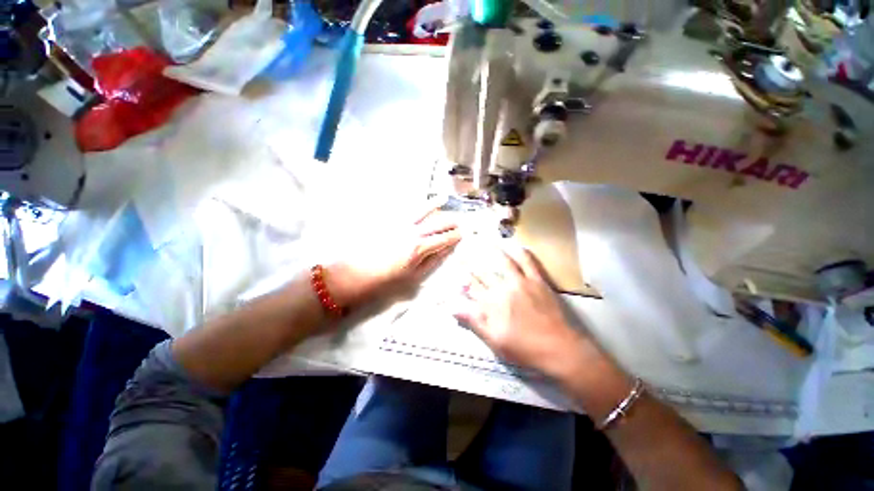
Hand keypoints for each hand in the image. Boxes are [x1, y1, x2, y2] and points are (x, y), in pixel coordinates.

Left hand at [328, 208, 461, 307]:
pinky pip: (405, 209)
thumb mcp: (413, 276)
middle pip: (436, 222)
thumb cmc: (386, 280)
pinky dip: (416, 204)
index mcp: (420, 248)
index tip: (462, 234)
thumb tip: (446, 251)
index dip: (455, 236)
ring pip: (422, 210)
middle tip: (458, 221)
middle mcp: (412, 232)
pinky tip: (420, 201)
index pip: (443, 238)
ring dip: (434, 204)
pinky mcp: (388, 221)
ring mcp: (400, 224)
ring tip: (443, 199)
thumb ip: (432, 262)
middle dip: (450, 220)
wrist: (355, 274)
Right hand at [455, 245, 591, 377]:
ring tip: (485, 243)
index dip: (463, 281)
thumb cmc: (523, 348)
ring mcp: (521, 283)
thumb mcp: (494, 341)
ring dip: (493, 252)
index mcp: (491, 304)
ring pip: (503, 263)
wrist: (558, 348)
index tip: (457, 273)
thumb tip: (453, 308)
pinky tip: (517, 246)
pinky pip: (528, 263)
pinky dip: (522, 253)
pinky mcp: (537, 281)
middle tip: (464, 253)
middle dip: (472, 265)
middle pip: (484, 274)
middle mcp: (503, 289)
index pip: (472, 289)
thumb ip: (474, 322)